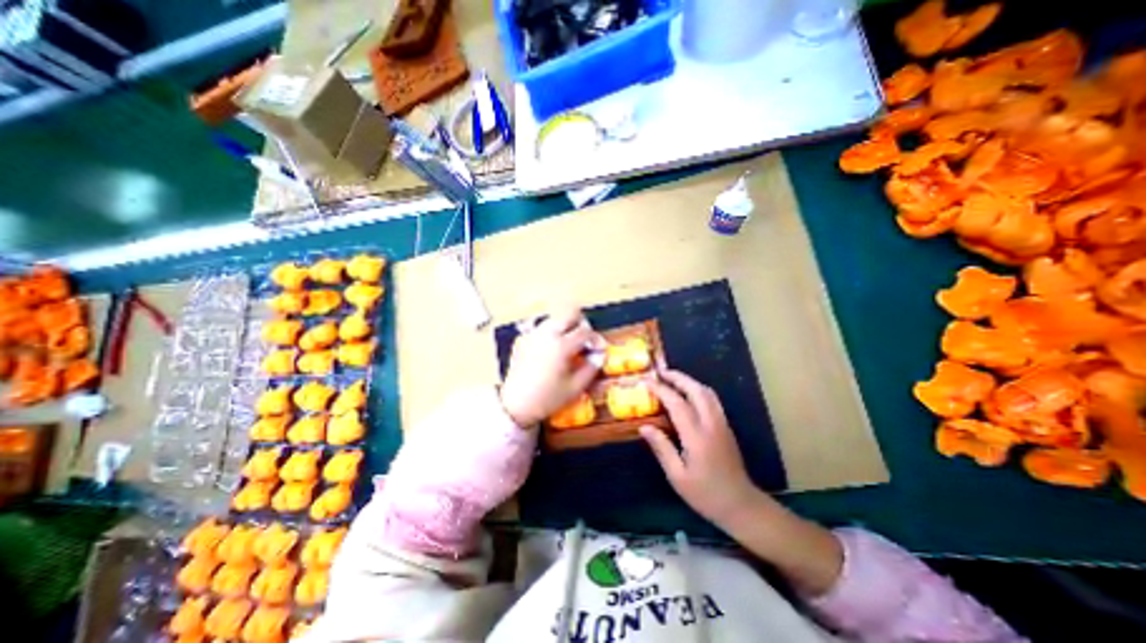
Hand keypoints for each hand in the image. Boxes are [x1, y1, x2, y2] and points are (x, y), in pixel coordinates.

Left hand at [502, 305, 607, 427]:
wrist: (515, 405)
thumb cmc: (547, 398)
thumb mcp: (575, 387)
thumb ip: (591, 368)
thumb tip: (600, 354)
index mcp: (561, 345)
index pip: (585, 331)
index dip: (596, 339)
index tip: (599, 349)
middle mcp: (546, 334)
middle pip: (569, 313)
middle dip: (581, 324)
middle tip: (585, 340)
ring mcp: (533, 334)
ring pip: (555, 318)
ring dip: (566, 326)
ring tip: (570, 345)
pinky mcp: (523, 339)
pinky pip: (542, 327)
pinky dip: (552, 333)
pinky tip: (553, 350)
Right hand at [642, 375, 842, 593]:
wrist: (741, 505)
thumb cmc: (705, 494)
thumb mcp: (677, 476)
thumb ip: (661, 448)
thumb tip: (644, 426)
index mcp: (697, 436)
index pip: (677, 403)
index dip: (661, 390)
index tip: (647, 382)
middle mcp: (711, 424)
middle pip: (696, 390)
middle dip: (678, 377)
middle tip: (660, 372)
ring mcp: (722, 423)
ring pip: (707, 392)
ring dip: (689, 381)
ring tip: (672, 379)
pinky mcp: (726, 426)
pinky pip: (712, 399)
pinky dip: (698, 389)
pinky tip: (688, 393)